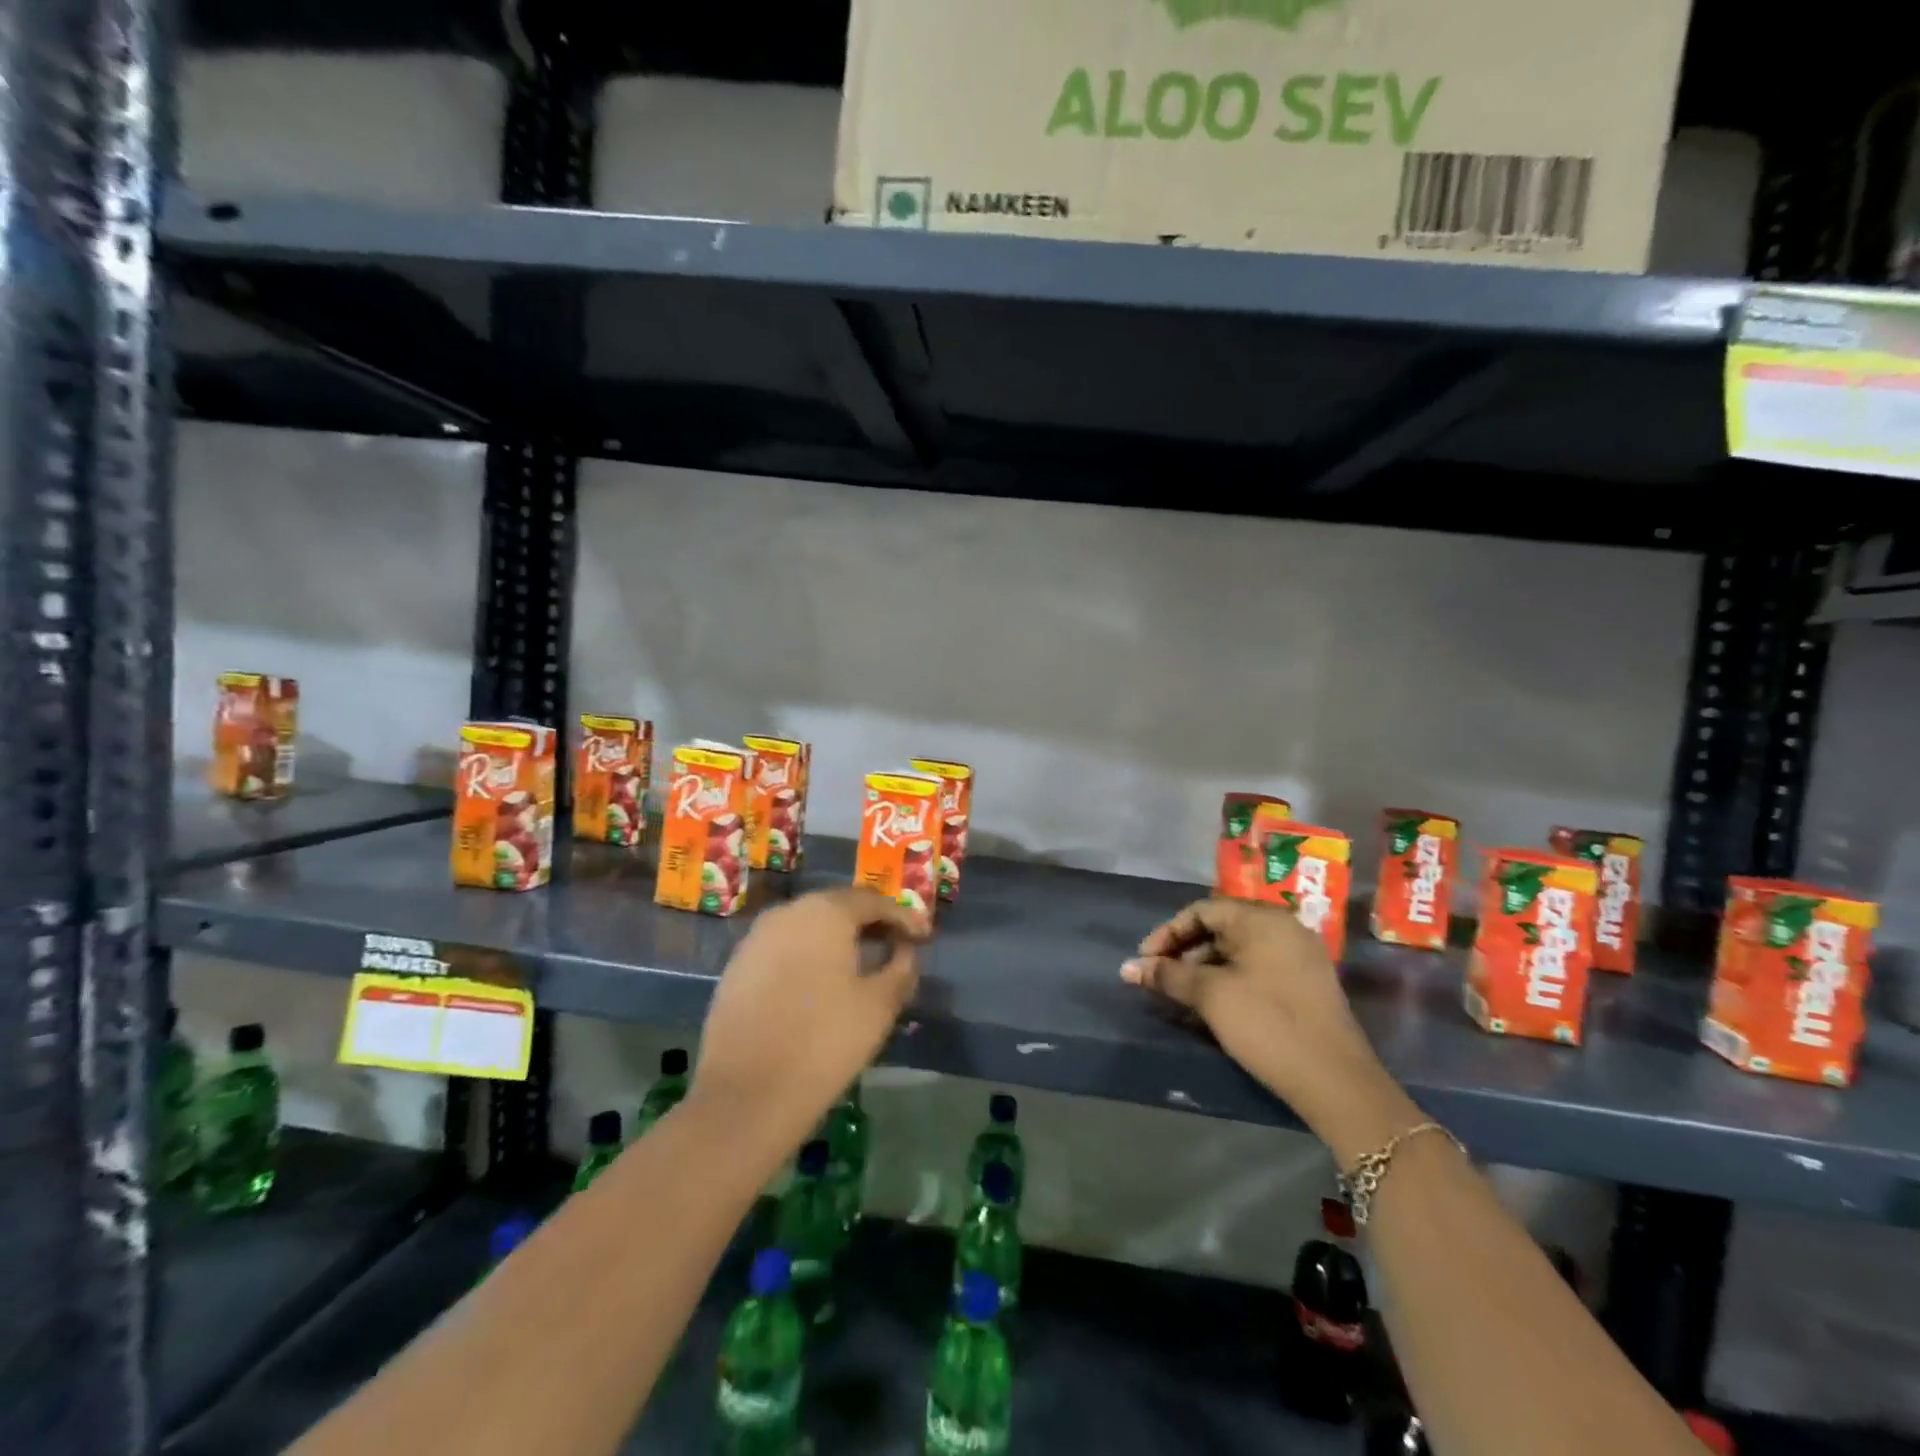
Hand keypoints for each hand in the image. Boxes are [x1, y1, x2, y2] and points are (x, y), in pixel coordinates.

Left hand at [692, 887, 928, 1146]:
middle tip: (897, 945)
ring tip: (864, 964)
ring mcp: (756, 938)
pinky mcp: (737, 966)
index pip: (873, 901)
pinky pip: (785, 948)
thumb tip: (904, 950)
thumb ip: (900, 968)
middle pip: (838, 907)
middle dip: (871, 924)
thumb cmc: (824, 1042)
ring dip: (839, 939)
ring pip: (809, 926)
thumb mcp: (879, 1005)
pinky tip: (823, 982)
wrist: (745, 1095)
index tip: (925, 936)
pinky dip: (810, 956)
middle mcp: (788, 912)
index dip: (903, 917)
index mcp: (825, 911)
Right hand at [1121, 898, 1415, 1159]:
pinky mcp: (1306, 984)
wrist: (1335, 1081)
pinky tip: (1212, 1007)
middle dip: (1184, 953)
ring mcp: (1299, 957)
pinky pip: (1257, 969)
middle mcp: (1284, 928)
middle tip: (1160, 980)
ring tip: (1181, 997)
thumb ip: (1167, 975)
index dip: (1168, 934)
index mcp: (1263, 919)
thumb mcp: (1210, 996)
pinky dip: (1229, 981)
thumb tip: (1128, 967)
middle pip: (1220, 929)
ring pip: (1238, 951)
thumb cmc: (1267, 1023)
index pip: (1202, 911)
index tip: (1146, 962)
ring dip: (1204, 969)